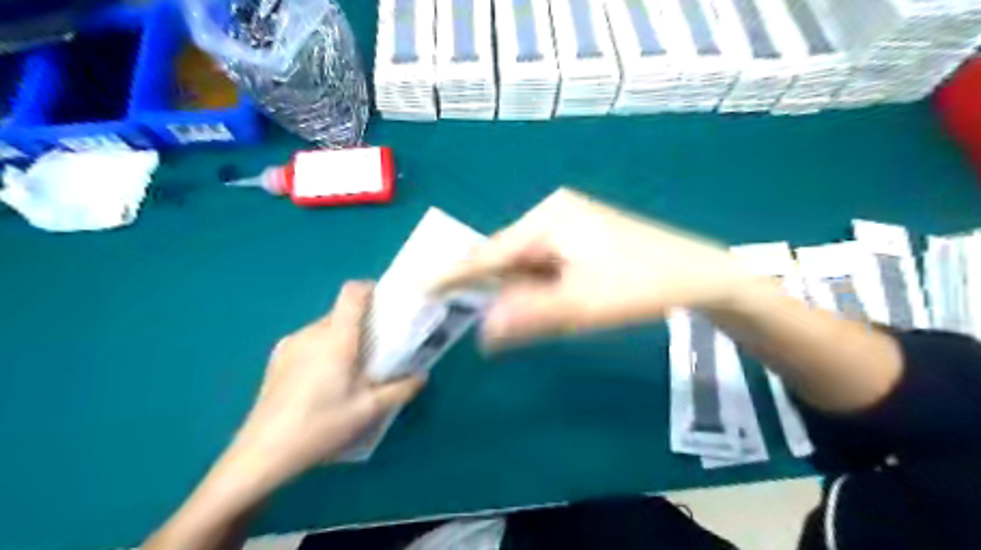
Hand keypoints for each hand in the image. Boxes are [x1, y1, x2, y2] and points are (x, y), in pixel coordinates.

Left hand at [231, 281, 429, 483]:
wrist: (261, 455)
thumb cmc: (321, 427)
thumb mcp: (369, 410)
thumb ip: (401, 389)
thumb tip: (421, 375)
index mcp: (335, 338)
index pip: (352, 293)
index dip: (371, 289)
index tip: (387, 305)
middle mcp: (311, 333)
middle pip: (341, 312)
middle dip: (363, 322)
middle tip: (379, 348)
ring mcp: (290, 345)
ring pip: (325, 327)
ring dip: (344, 337)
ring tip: (353, 368)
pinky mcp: (277, 359)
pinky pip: (310, 341)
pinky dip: (325, 348)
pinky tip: (326, 380)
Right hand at [431, 187, 756, 344]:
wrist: (698, 274)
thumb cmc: (639, 285)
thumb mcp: (581, 305)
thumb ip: (528, 316)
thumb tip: (482, 332)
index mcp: (547, 219)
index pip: (489, 251)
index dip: (455, 273)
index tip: (421, 285)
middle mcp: (553, 213)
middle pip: (507, 254)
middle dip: (489, 286)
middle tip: (463, 313)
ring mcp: (569, 222)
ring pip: (527, 260)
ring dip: (515, 288)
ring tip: (504, 314)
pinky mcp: (583, 235)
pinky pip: (545, 260)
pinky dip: (536, 283)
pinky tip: (540, 300)